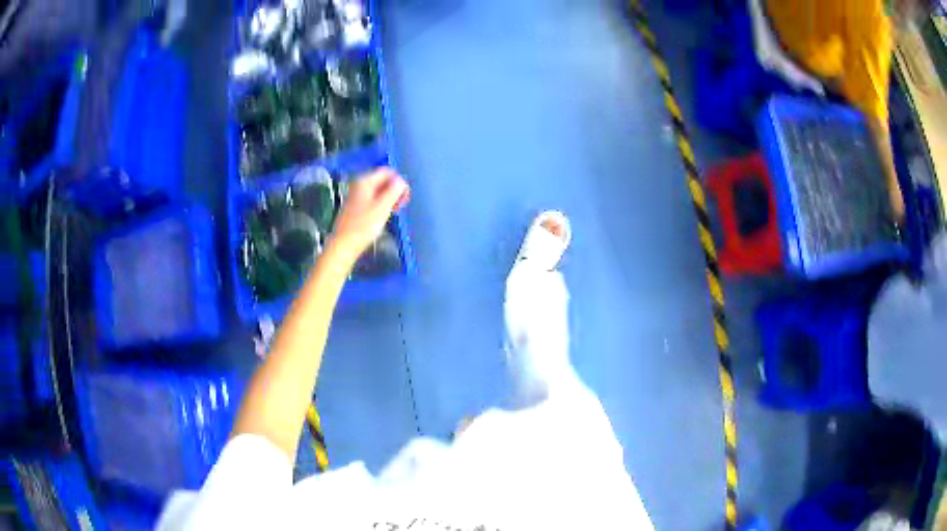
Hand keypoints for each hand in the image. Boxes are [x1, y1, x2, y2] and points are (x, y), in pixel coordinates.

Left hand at [328, 167, 409, 264]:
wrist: (344, 244)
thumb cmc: (364, 225)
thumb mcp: (383, 206)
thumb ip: (395, 190)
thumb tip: (401, 180)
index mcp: (365, 181)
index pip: (387, 172)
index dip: (399, 182)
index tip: (405, 198)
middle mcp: (359, 185)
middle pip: (383, 180)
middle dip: (394, 190)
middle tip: (401, 205)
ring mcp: (356, 196)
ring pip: (378, 191)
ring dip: (389, 198)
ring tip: (393, 212)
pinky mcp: (355, 207)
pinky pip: (373, 199)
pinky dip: (381, 204)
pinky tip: (382, 216)